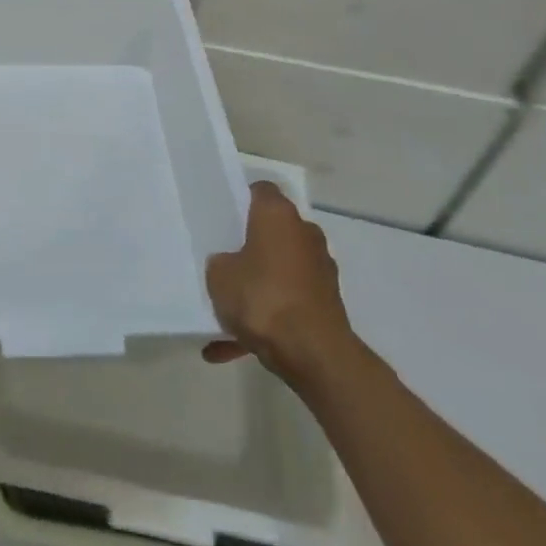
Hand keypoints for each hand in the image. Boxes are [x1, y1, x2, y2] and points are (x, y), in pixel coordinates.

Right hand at [204, 180, 352, 383]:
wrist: (315, 354)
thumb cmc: (263, 298)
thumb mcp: (219, 276)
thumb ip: (220, 263)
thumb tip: (229, 264)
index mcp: (278, 215)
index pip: (260, 191)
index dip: (240, 199)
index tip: (222, 217)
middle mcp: (304, 233)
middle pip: (272, 231)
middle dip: (250, 247)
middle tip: (224, 262)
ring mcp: (319, 269)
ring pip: (279, 271)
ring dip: (258, 288)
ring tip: (226, 317)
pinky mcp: (326, 303)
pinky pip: (288, 304)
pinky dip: (268, 320)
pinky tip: (239, 349)